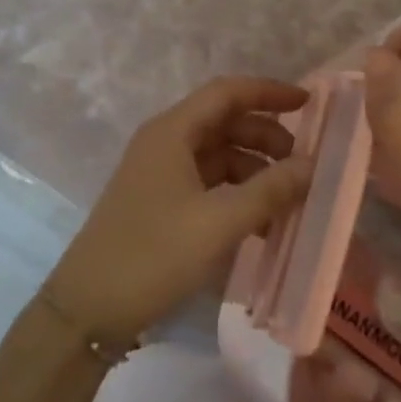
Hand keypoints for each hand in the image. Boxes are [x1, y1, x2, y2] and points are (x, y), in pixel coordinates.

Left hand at [44, 76, 311, 343]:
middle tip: (302, 164)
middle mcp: (164, 142)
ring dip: (254, 170)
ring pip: (217, 154)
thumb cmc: (153, 254)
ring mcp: (159, 172)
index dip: (268, 92)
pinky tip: (261, 223)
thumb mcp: (219, 222)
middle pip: (224, 122)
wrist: (88, 308)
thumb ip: (269, 191)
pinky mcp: (159, 202)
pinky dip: (236, 194)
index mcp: (172, 131)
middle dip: (266, 137)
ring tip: (288, 200)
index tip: (308, 103)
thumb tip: (311, 166)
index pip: (227, 92)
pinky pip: (207, 183)